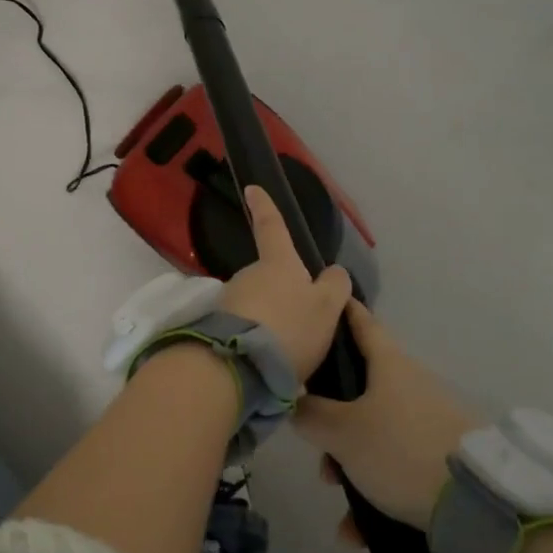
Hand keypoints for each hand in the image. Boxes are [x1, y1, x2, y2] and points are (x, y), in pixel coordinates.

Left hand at [218, 186, 353, 378]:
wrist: (239, 365)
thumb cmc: (290, 327)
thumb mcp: (327, 308)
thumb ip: (334, 287)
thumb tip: (334, 272)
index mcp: (278, 263)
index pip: (273, 227)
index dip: (265, 207)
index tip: (251, 187)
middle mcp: (248, 274)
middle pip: (269, 276)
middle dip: (282, 292)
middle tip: (300, 323)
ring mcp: (230, 299)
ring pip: (257, 303)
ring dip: (270, 319)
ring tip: (287, 350)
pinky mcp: (218, 326)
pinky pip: (245, 326)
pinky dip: (258, 338)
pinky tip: (269, 360)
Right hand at [293, 300, 479, 529]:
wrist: (476, 504)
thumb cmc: (400, 449)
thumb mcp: (343, 432)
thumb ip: (310, 415)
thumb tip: (293, 403)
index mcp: (390, 364)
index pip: (361, 323)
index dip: (341, 311)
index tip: (324, 301)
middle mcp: (411, 385)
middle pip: (360, 389)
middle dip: (332, 420)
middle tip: (316, 449)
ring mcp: (430, 422)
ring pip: (375, 434)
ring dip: (351, 466)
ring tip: (341, 504)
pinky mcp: (442, 458)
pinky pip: (397, 468)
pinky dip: (376, 494)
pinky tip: (359, 533)